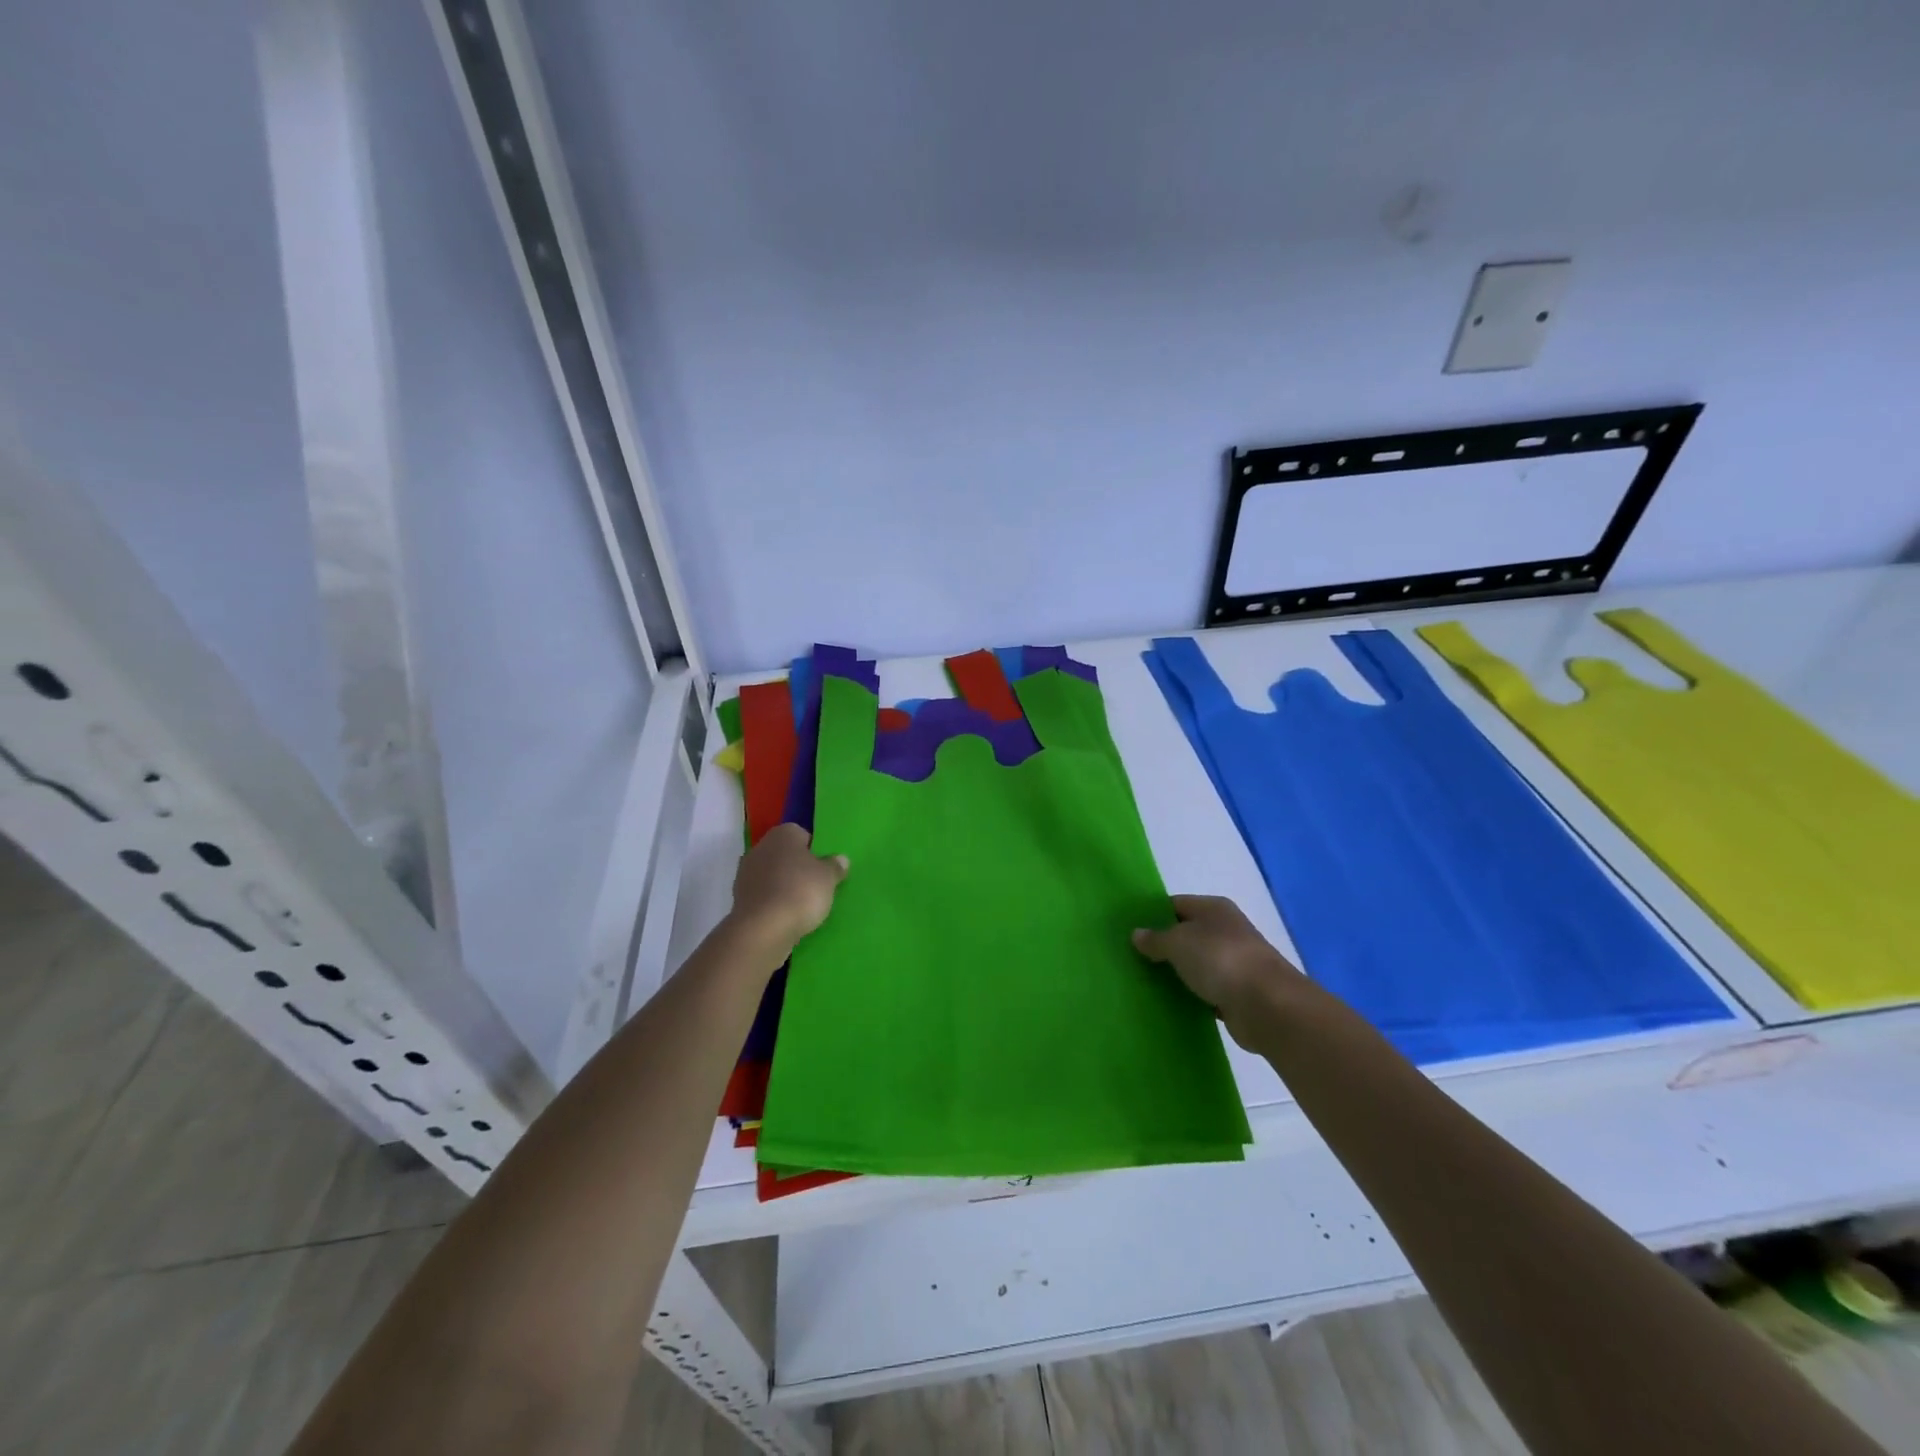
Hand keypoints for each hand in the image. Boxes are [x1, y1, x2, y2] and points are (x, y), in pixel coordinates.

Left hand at [729, 824, 848, 953]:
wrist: (762, 929)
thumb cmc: (800, 892)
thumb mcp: (828, 878)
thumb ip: (835, 866)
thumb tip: (839, 859)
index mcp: (782, 834)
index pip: (802, 835)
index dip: (815, 851)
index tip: (825, 868)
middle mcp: (760, 848)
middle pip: (786, 855)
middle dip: (799, 868)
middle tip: (817, 886)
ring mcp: (746, 874)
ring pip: (773, 876)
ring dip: (785, 886)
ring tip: (804, 905)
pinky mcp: (740, 898)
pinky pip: (764, 895)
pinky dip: (774, 902)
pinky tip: (787, 916)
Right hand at [1133, 896, 1309, 1051]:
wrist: (1267, 1005)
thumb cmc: (1219, 959)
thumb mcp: (1178, 942)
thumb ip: (1155, 939)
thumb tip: (1137, 934)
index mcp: (1214, 908)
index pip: (1177, 904)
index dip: (1153, 914)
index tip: (1129, 930)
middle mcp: (1226, 930)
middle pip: (1186, 934)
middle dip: (1162, 945)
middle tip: (1131, 957)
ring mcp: (1233, 962)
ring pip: (1196, 963)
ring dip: (1176, 972)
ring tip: (1144, 980)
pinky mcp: (1237, 993)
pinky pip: (1205, 990)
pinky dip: (1191, 995)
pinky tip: (1169, 1002)